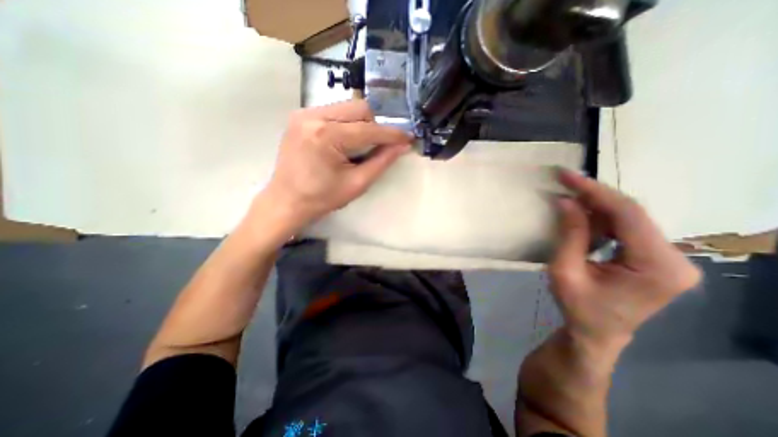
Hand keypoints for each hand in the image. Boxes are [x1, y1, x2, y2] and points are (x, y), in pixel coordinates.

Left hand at [257, 99, 411, 226]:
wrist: (286, 201)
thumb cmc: (321, 199)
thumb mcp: (356, 184)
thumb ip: (381, 162)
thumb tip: (402, 146)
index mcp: (326, 136)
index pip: (369, 129)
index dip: (392, 133)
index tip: (408, 137)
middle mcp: (313, 116)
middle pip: (359, 108)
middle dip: (377, 124)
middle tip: (386, 141)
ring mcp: (304, 113)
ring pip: (347, 108)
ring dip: (363, 123)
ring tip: (368, 142)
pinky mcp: (300, 117)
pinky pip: (334, 112)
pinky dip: (348, 123)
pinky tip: (349, 140)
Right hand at [545, 167, 705, 347]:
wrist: (596, 333)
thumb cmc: (578, 307)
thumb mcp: (565, 271)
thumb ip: (569, 235)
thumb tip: (565, 201)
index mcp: (657, 267)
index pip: (627, 215)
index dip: (594, 191)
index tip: (566, 176)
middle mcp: (674, 259)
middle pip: (632, 214)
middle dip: (594, 195)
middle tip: (564, 181)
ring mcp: (669, 259)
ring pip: (630, 218)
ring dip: (596, 206)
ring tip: (568, 196)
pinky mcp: (657, 259)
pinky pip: (628, 228)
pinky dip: (602, 218)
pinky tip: (582, 215)